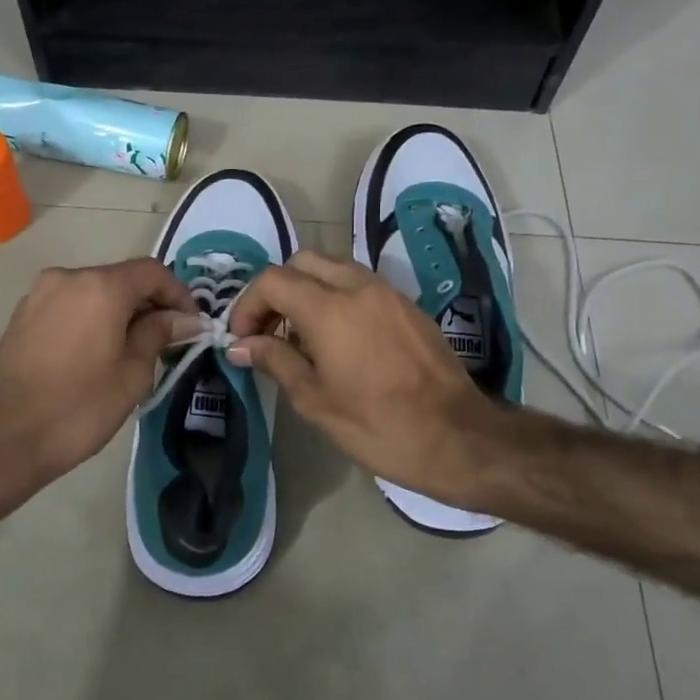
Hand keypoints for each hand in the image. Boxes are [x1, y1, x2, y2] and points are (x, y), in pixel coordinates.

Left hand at [0, 258, 200, 503]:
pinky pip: (70, 307)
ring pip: (94, 293)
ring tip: (134, 352)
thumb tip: (183, 319)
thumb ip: (158, 335)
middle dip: (149, 305)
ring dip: (120, 314)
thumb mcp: (131, 375)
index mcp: (99, 286)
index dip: (179, 295)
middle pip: (121, 279)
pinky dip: (92, 320)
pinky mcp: (21, 316)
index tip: (192, 326)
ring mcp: (39, 295)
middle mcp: (67, 278)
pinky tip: (98, 355)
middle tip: (168, 342)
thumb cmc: (76, 408)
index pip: (152, 272)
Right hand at [227, 250, 507, 506]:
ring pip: (334, 268)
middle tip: (268, 330)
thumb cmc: (378, 426)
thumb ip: (275, 361)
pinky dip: (337, 298)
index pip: (273, 280)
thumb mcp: (315, 400)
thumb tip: (241, 345)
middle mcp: (359, 288)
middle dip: (277, 290)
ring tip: (300, 336)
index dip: (248, 304)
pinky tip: (338, 340)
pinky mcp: (408, 306)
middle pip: (303, 262)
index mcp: (330, 309)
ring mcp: (388, 293)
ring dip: (308, 291)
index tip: (242, 338)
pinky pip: (360, 285)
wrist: (458, 438)